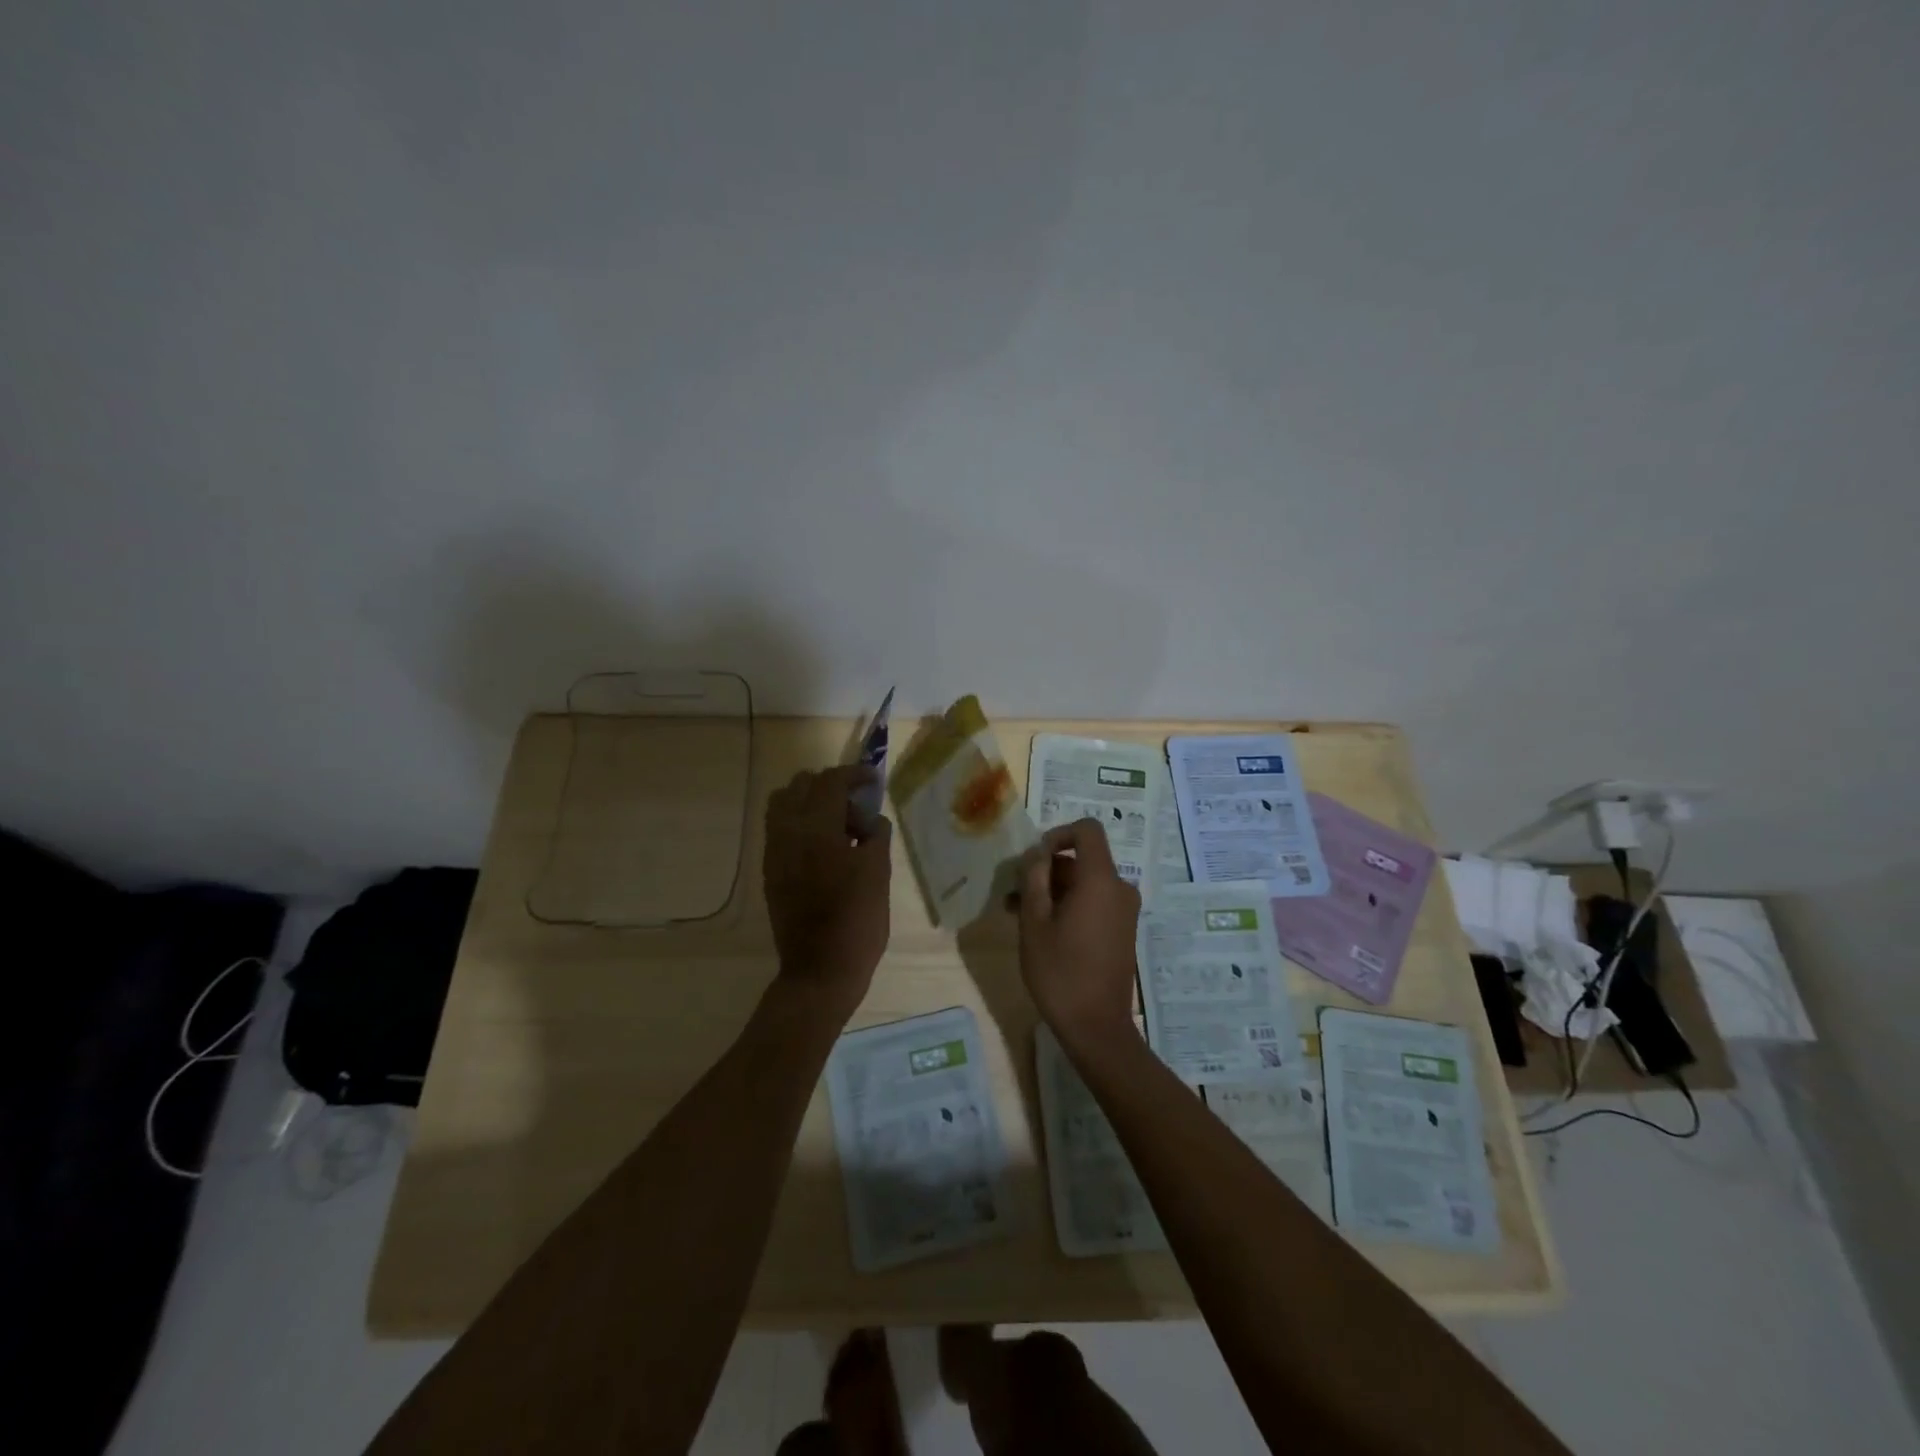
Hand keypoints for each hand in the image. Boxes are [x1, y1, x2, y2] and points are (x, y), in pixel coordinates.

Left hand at [763, 765, 892, 1020]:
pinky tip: (824, 845)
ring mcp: (774, 852)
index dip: (854, 774)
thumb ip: (875, 834)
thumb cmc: (857, 921)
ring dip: (809, 801)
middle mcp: (787, 832)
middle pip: (800, 786)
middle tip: (856, 804)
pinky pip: (779, 829)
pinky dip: (800, 823)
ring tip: (837, 823)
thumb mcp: (878, 873)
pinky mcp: (770, 871)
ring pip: (783, 805)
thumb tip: (871, 818)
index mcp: (816, 829)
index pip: (830, 782)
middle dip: (829, 785)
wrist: (820, 970)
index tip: (873, 779)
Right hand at [1013, 820, 1140, 1047]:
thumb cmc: (1060, 971)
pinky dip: (1069, 905)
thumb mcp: (1034, 922)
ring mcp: (1124, 911)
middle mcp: (1119, 888)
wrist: (1096, 1027)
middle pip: (1083, 859)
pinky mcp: (1122, 929)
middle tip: (1014, 893)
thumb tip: (1038, 854)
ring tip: (1019, 913)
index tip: (1035, 859)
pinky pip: (1095, 901)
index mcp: (1100, 880)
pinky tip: (1041, 927)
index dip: (1058, 834)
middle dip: (1047, 870)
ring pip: (1085, 883)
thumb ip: (1034, 878)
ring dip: (1053, 890)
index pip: (1087, 830)